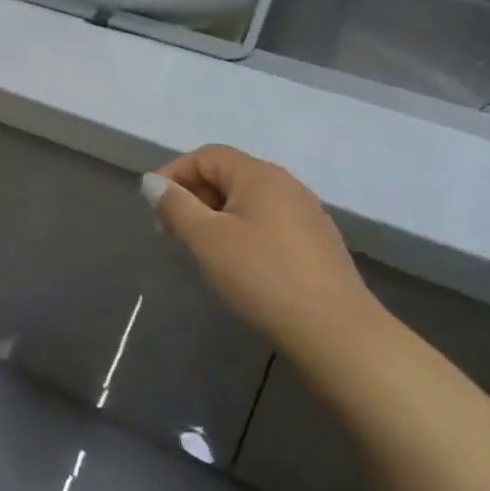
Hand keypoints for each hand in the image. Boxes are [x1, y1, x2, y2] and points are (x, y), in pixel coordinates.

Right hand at [144, 146, 384, 378]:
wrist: (337, 334)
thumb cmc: (262, 277)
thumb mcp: (206, 240)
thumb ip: (175, 206)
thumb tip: (152, 182)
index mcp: (259, 174)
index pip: (206, 156)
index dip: (174, 174)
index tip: (153, 207)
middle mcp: (286, 184)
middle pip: (228, 175)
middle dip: (193, 197)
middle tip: (170, 231)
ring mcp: (306, 214)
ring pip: (247, 202)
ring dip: (216, 217)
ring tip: (199, 249)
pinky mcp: (317, 244)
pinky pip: (267, 223)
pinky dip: (242, 232)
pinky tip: (237, 265)